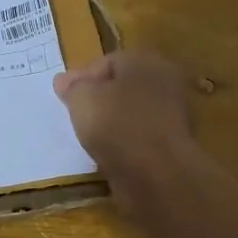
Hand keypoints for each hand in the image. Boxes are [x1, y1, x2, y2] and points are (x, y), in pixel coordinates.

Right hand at [53, 50, 201, 207]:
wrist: (156, 175)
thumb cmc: (117, 124)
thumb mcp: (82, 98)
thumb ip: (73, 87)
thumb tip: (65, 81)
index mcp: (147, 62)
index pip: (109, 62)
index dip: (83, 78)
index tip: (64, 98)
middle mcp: (166, 84)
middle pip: (123, 87)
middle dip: (98, 100)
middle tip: (75, 115)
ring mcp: (173, 117)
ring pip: (132, 114)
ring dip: (111, 124)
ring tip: (88, 137)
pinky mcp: (171, 147)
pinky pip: (139, 139)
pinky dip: (123, 144)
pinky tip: (107, 154)